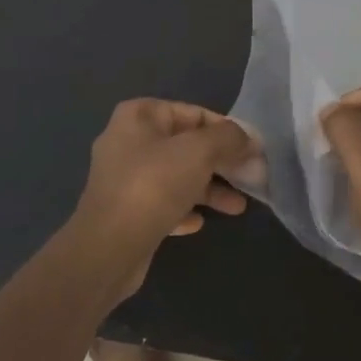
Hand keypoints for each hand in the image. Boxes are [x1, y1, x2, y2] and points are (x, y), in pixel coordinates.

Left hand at [66, 99, 257, 299]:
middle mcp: (128, 141)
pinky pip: (162, 203)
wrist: (108, 248)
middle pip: (186, 146)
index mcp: (139, 116)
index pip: (194, 113)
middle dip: (221, 162)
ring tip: (238, 207)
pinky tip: (199, 222)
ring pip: (176, 176)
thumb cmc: (153, 185)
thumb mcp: (199, 151)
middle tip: (251, 177)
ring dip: (208, 189)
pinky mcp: (125, 211)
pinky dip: (183, 209)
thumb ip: (228, 138)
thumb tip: (247, 138)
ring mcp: (124, 178)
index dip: (226, 130)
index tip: (252, 150)